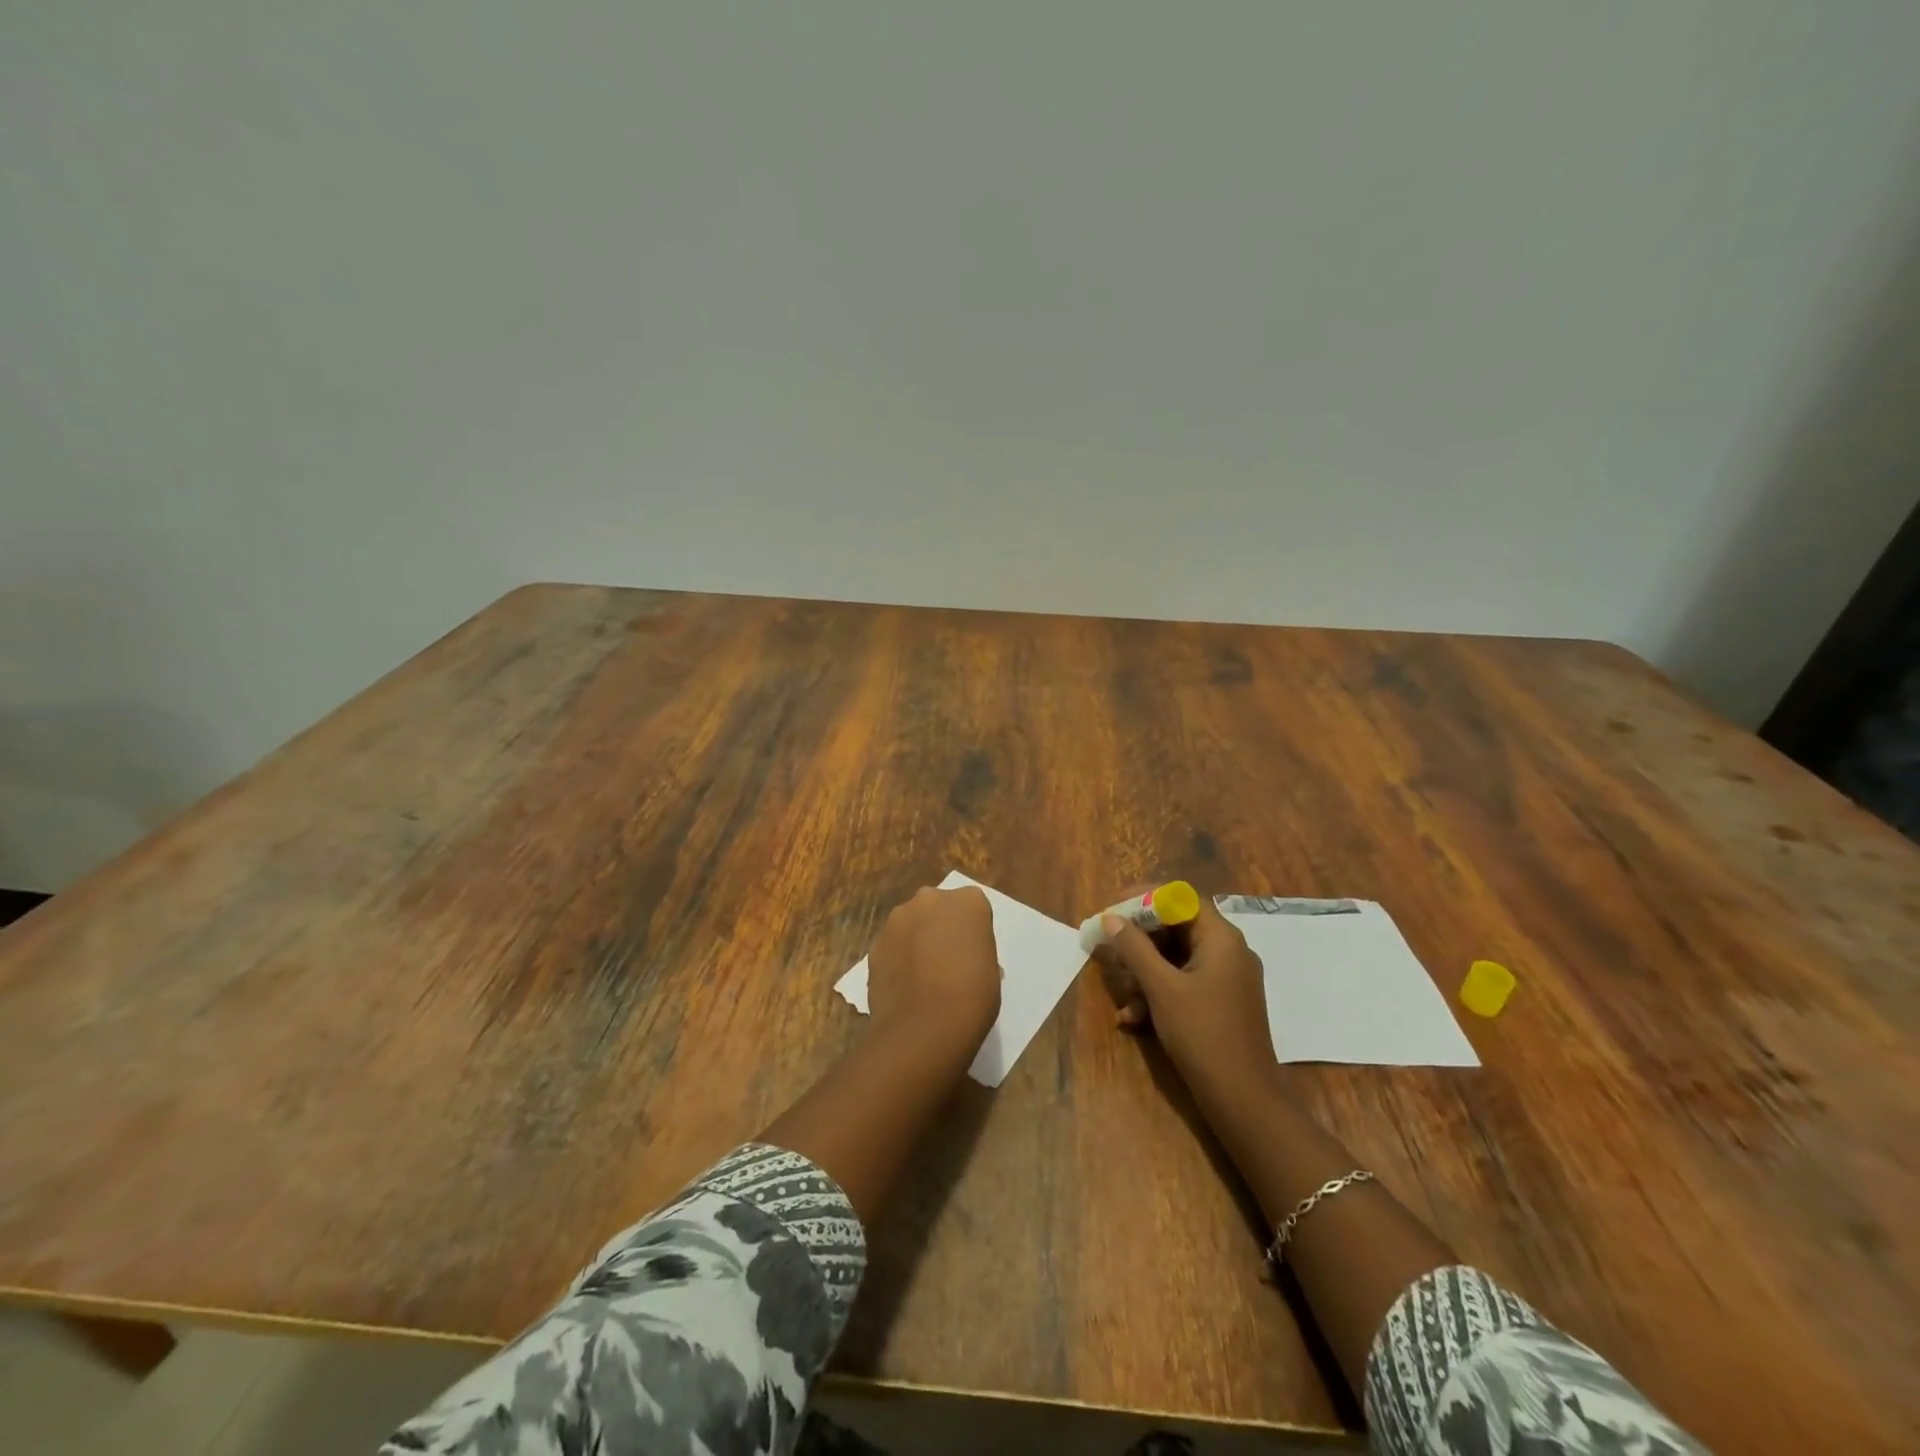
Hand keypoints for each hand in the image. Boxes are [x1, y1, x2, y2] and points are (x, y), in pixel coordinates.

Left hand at [866, 886, 1001, 1055]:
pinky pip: (892, 945)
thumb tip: (963, 958)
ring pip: (911, 923)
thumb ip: (975, 950)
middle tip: (947, 960)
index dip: (972, 931)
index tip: (972, 953)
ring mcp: (898, 919)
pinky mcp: (875, 942)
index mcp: (969, 901)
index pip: (973, 907)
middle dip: (940, 926)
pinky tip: (904, 986)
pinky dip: (897, 958)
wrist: (924, 1027)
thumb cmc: (972, 997)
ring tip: (922, 976)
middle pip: (937, 907)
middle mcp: (930, 899)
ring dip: (916, 939)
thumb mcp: (991, 970)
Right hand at [1093, 896, 1274, 1097]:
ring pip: (1177, 959)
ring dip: (1145, 973)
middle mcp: (1228, 951)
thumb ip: (1135, 949)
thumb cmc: (1203, 1034)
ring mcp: (1227, 979)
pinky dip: (1159, 994)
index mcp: (1221, 938)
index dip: (1145, 899)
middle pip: (1177, 928)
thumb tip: (1111, 919)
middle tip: (1110, 950)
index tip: (1114, 909)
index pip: (1181, 898)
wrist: (1244, 1100)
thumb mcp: (1161, 988)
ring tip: (1122, 996)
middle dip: (1140, 941)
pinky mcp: (1221, 1004)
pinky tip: (1133, 1019)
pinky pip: (1185, 983)